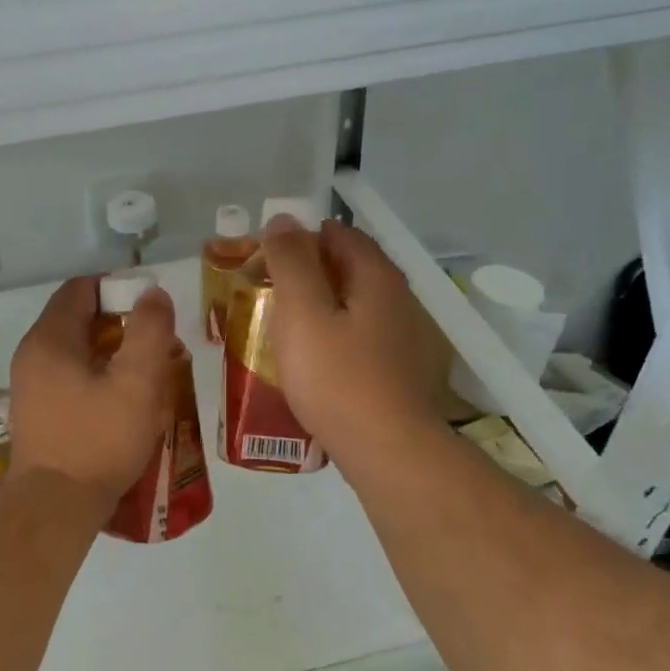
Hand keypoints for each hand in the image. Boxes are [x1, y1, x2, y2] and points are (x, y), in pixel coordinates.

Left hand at [9, 276, 180, 513]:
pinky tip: (123, 402)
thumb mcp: (137, 381)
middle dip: (121, 324)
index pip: (81, 289)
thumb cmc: (98, 439)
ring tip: (148, 374)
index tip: (151, 308)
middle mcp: (32, 356)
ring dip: (112, 354)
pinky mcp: (37, 414)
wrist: (55, 506)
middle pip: (78, 319)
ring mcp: (30, 387)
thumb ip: (149, 331)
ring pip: (76, 352)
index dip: (118, 288)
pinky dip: (98, 378)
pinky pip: (70, 379)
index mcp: (50, 339)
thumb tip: (153, 295)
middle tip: (157, 344)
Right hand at [261, 218, 447, 480]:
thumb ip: (291, 262)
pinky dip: (335, 340)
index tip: (264, 262)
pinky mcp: (401, 371)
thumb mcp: (303, 313)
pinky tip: (314, 365)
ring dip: (320, 310)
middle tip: (266, 297)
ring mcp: (405, 338)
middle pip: (348, 270)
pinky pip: (361, 340)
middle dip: (307, 275)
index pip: (338, 234)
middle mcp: (399, 299)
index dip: (299, 240)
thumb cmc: (337, 378)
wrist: (388, 450)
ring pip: (354, 308)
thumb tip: (283, 220)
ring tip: (283, 332)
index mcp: (377, 276)